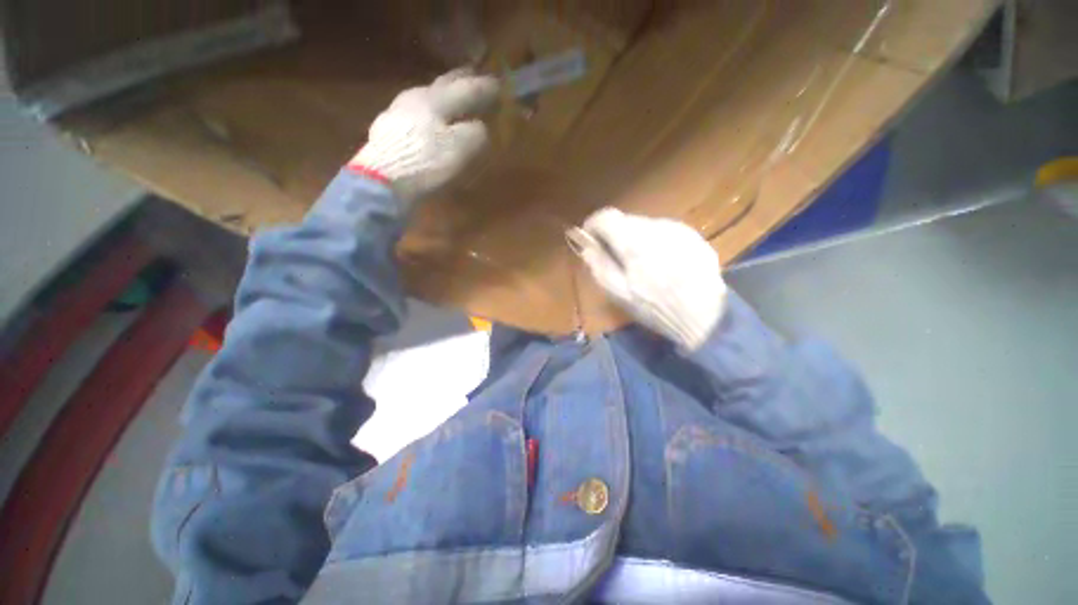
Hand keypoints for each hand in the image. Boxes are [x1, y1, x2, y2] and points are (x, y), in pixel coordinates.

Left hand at [349, 68, 499, 203]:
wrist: (381, 182)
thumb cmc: (426, 164)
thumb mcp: (461, 150)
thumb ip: (475, 134)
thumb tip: (478, 127)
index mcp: (435, 99)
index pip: (466, 88)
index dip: (484, 87)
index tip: (499, 86)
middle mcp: (414, 98)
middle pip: (441, 85)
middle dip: (459, 80)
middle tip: (472, 75)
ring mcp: (397, 113)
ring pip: (425, 97)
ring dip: (441, 96)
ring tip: (450, 99)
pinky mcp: (387, 132)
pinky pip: (414, 115)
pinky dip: (427, 114)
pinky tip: (427, 123)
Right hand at [572, 208, 727, 350]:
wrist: (705, 317)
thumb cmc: (655, 308)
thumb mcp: (619, 294)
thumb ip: (600, 266)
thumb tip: (587, 247)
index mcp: (634, 242)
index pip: (606, 217)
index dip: (593, 225)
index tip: (590, 239)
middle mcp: (657, 227)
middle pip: (626, 220)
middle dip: (615, 235)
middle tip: (616, 257)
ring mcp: (678, 229)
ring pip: (646, 225)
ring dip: (637, 238)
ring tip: (642, 264)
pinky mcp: (694, 236)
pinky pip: (665, 232)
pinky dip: (656, 242)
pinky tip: (663, 264)